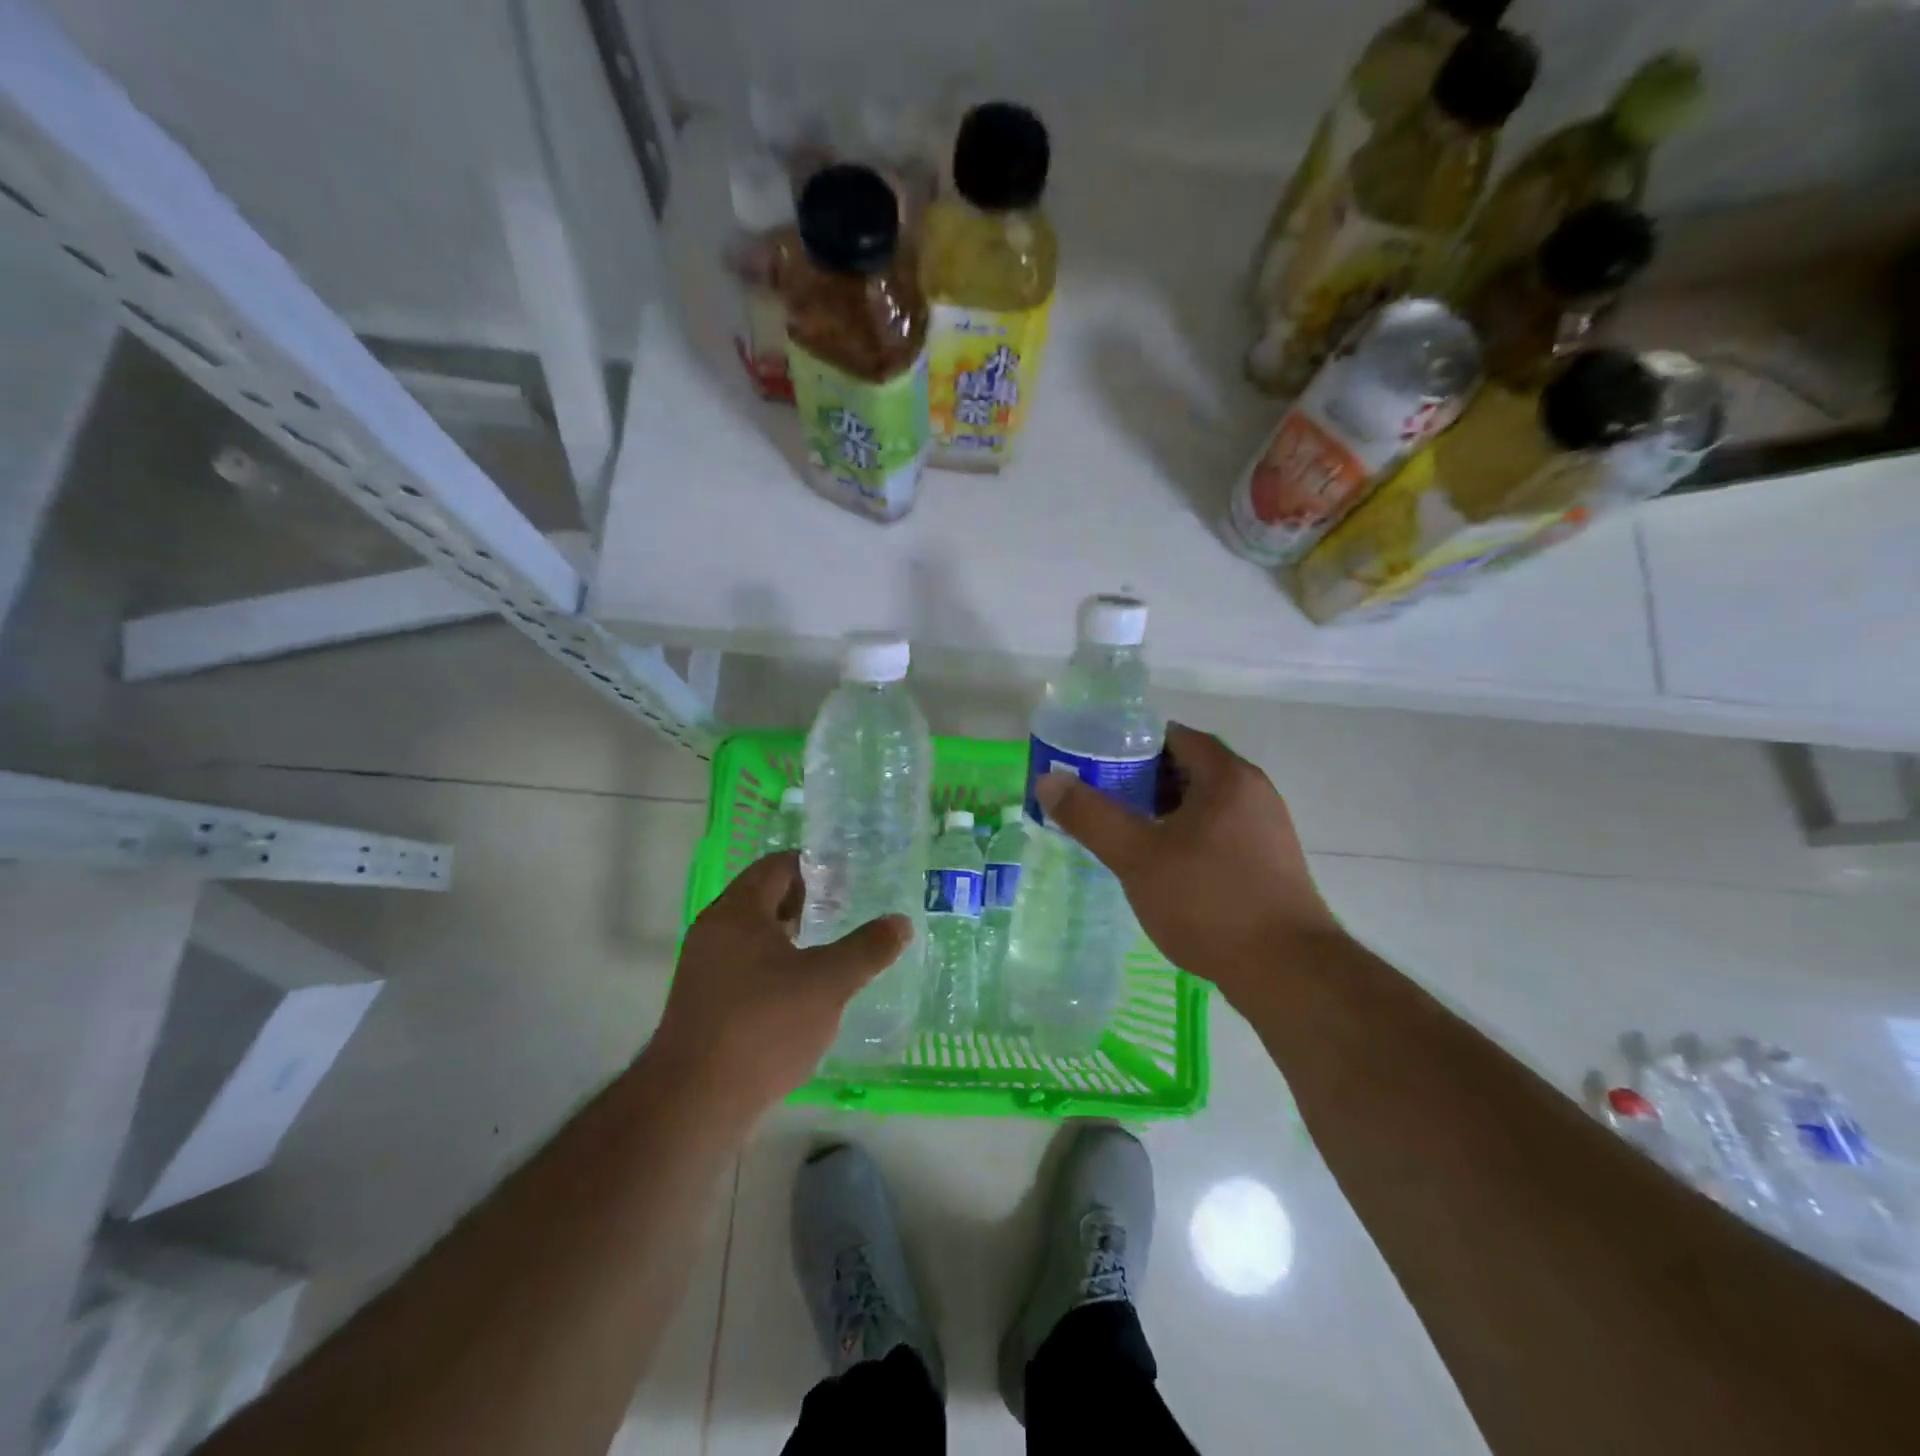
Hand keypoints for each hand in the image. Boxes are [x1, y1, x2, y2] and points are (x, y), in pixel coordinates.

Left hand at [644, 853, 911, 1128]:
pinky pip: (744, 966)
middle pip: (763, 897)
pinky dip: (774, 966)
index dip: (815, 867)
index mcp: (738, 911)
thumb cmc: (764, 1026)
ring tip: (829, 952)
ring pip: (753, 935)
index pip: (777, 866)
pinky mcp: (703, 1003)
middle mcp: (714, 930)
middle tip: (844, 914)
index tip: (849, 882)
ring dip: (791, 937)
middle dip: (805, 902)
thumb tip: (901, 922)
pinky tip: (801, 994)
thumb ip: (867, 949)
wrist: (694, 1103)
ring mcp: (704, 968)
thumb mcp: (827, 983)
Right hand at [1034, 722, 1340, 1007]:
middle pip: (1189, 768)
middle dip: (1142, 780)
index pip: (1174, 737)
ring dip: (1163, 812)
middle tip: (1101, 800)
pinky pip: (1219, 832)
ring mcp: (1267, 829)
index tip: (1096, 763)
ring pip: (1204, 804)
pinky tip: (1162, 867)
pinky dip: (1186, 836)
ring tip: (1124, 833)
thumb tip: (1048, 781)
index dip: (1132, 744)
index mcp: (1227, 776)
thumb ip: (1090, 816)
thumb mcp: (1137, 856)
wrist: (1287, 972)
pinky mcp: (1269, 863)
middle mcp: (1254, 792)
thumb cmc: (1208, 901)